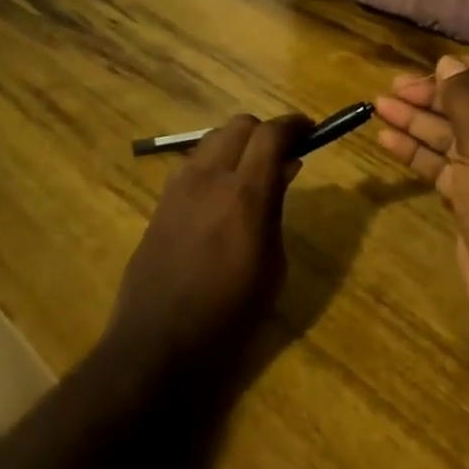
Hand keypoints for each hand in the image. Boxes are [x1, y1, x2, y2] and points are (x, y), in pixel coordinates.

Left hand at [103, 113, 311, 379]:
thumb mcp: (272, 266)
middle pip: (240, 125)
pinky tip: (221, 194)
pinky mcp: (160, 200)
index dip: (294, 125)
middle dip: (265, 132)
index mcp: (244, 195)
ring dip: (237, 145)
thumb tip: (285, 168)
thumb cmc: (229, 316)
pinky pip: (193, 163)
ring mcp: (179, 186)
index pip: (271, 134)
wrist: (157, 344)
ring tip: (251, 173)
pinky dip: (214, 163)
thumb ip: (277, 208)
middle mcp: (209, 178)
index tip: (310, 130)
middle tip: (281, 155)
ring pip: (213, 139)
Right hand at [374, 56, 468, 334]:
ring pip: (456, 136)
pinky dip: (419, 152)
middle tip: (395, 87)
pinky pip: (446, 165)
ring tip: (379, 105)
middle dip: (436, 96)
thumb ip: (464, 99)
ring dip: (420, 121)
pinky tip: (387, 138)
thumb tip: (448, 63)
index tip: (440, 67)